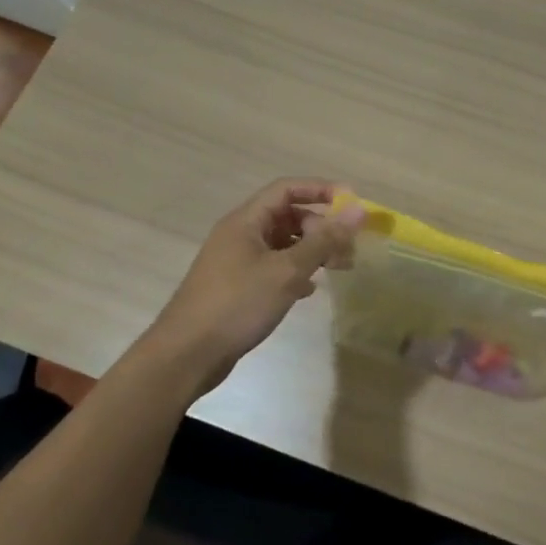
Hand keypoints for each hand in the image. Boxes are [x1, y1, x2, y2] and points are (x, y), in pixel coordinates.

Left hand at [146, 179, 362, 392]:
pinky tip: (309, 291)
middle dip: (321, 227)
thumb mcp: (287, 271)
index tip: (353, 204)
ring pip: (282, 244)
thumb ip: (324, 240)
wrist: (186, 355)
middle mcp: (240, 235)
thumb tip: (358, 210)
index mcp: (246, 221)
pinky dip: (295, 272)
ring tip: (337, 268)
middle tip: (348, 248)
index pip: (287, 189)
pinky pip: (273, 267)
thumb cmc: (237, 305)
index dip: (321, 190)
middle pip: (287, 216)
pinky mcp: (237, 286)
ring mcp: (236, 261)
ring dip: (311, 251)